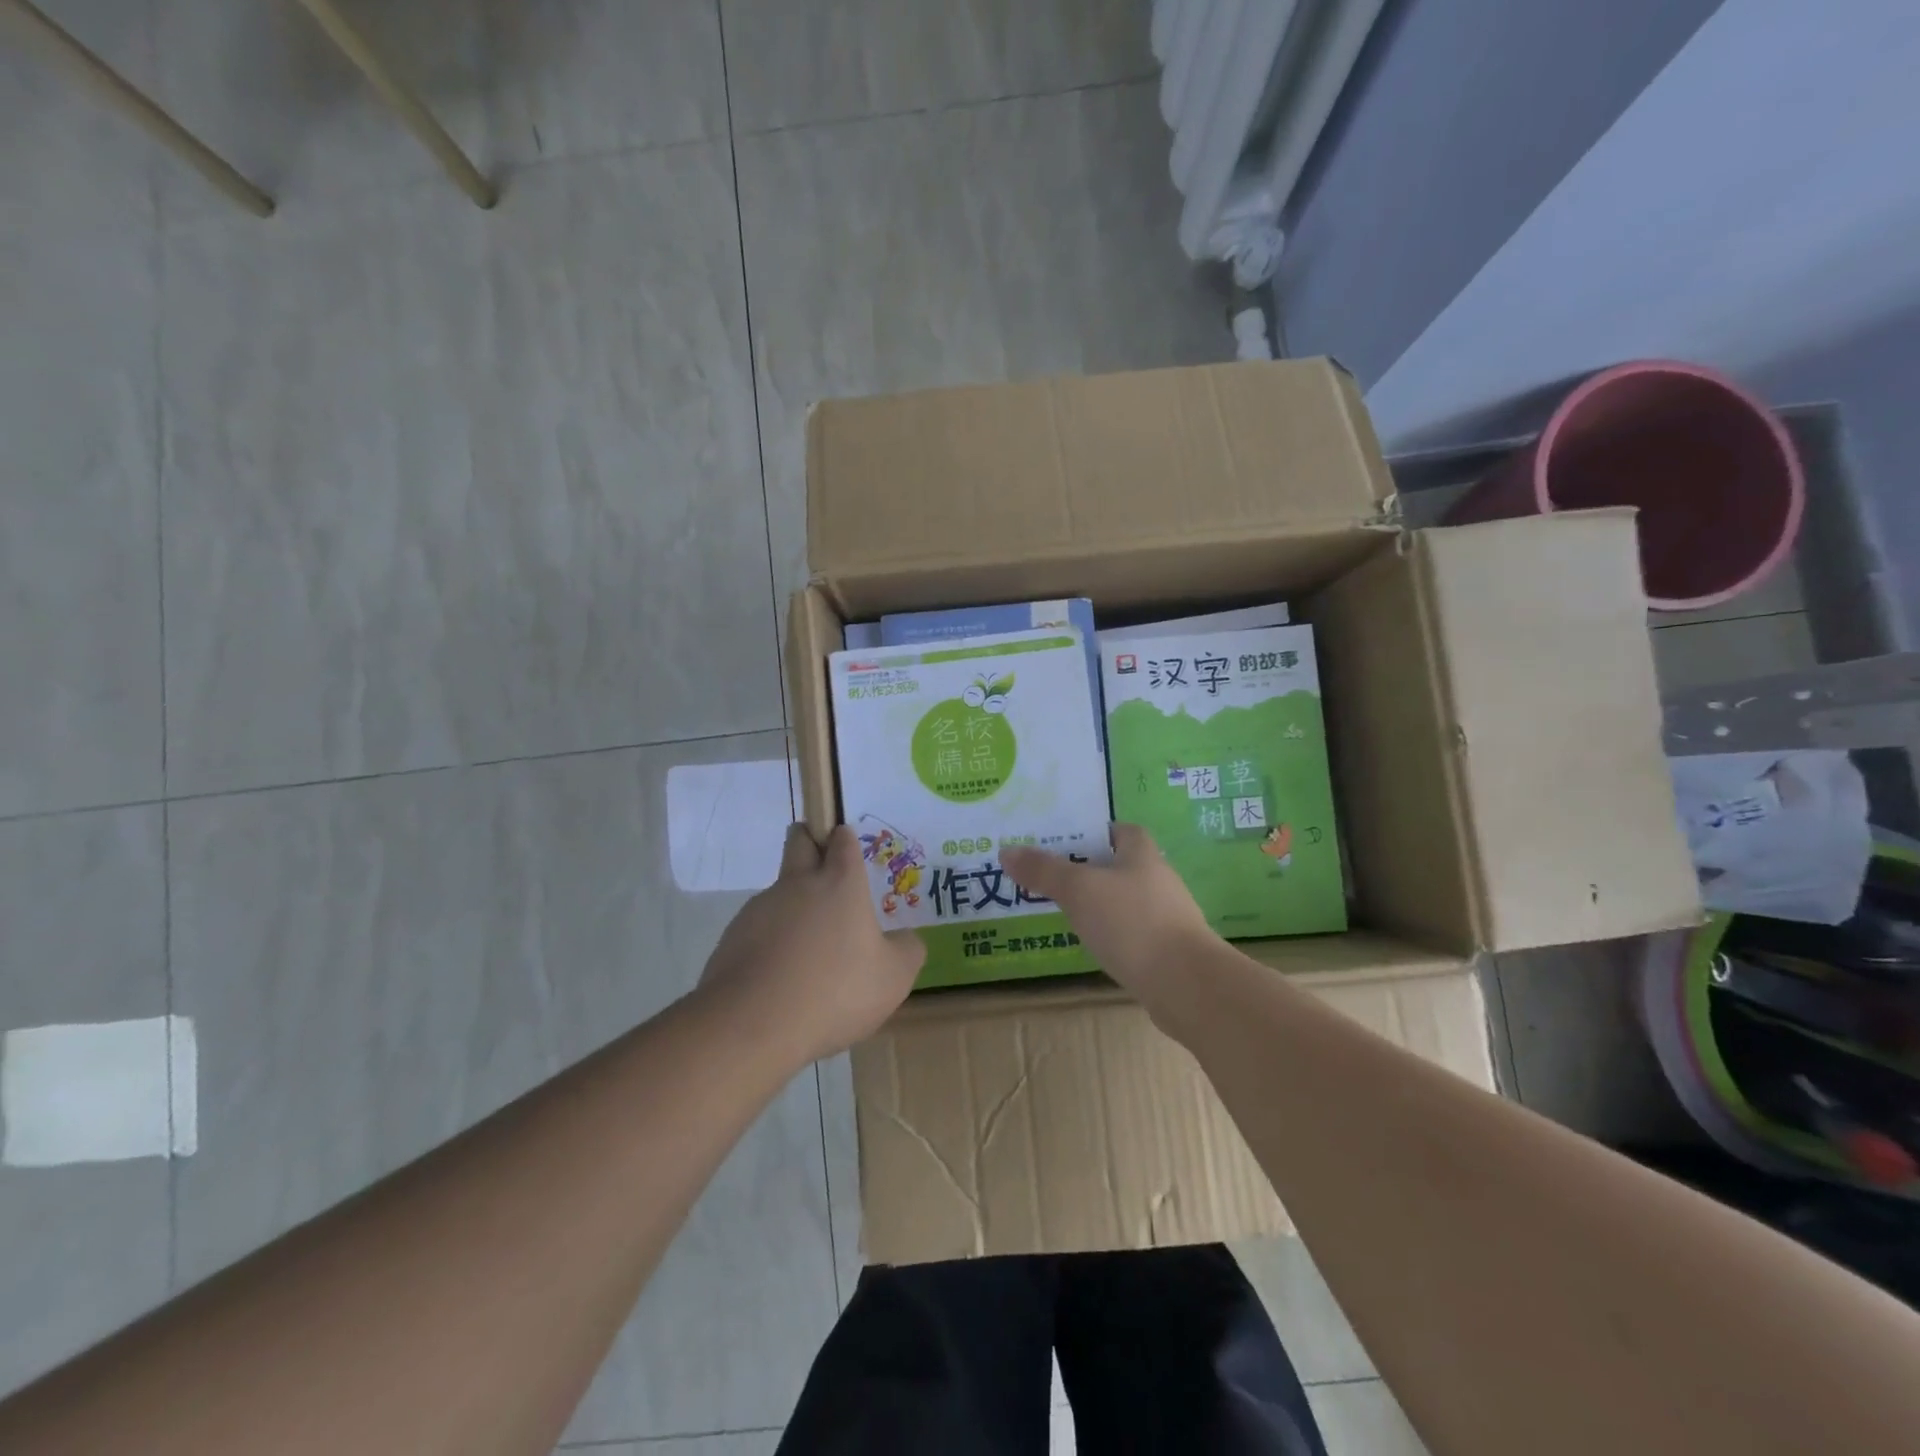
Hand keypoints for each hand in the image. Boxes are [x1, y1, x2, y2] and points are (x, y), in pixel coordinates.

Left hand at [697, 823, 924, 1067]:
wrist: (753, 1025)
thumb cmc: (835, 991)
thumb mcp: (894, 978)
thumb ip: (907, 950)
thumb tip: (904, 938)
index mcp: (841, 883)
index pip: (842, 840)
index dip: (846, 839)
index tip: (848, 846)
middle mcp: (799, 884)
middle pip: (800, 841)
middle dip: (810, 840)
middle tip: (823, 868)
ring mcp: (761, 908)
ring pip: (779, 890)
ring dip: (793, 905)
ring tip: (808, 953)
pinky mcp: (733, 937)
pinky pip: (757, 928)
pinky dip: (771, 942)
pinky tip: (781, 978)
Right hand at [1002, 824, 1218, 1020]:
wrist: (1186, 985)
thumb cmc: (1132, 922)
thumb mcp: (1080, 890)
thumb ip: (1044, 871)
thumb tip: (1007, 851)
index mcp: (1143, 854)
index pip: (1122, 831)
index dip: (1096, 832)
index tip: (1066, 842)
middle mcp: (1159, 880)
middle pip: (1122, 866)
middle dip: (1090, 869)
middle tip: (1052, 876)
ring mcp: (1167, 918)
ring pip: (1126, 901)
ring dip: (1101, 904)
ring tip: (1064, 911)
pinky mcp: (1168, 951)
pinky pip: (1133, 933)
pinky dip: (1113, 935)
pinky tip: (1092, 946)